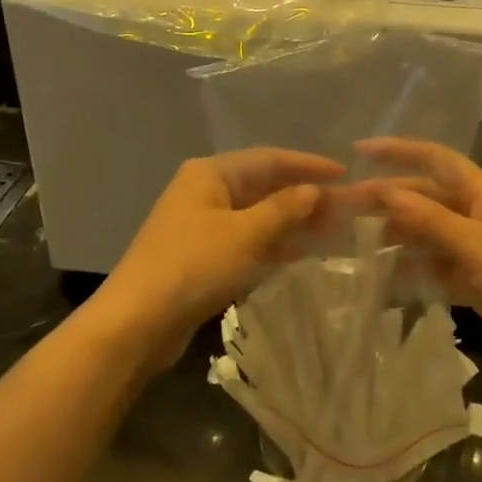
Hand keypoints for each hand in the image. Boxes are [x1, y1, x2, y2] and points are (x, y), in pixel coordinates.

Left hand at [101, 148, 343, 367]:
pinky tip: (300, 256)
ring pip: (256, 216)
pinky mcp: (200, 257)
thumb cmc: (193, 267)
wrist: (136, 323)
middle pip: (262, 186)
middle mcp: (204, 192)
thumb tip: (314, 190)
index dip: (308, 165)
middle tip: (344, 209)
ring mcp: (200, 225)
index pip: (269, 158)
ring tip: (331, 232)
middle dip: (302, 197)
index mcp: (210, 173)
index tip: (344, 174)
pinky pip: (245, 241)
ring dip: (291, 223)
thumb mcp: (245, 234)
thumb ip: (284, 209)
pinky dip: (272, 245)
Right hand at [356, 138, 481, 385]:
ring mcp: (478, 252)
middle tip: (341, 211)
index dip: (398, 151)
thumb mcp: (480, 248)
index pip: (436, 160)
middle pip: (425, 199)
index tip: (357, 150)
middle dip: (386, 200)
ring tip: (353, 247)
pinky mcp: (478, 285)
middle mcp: (477, 217)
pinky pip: (436, 270)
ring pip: (427, 236)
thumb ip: (431, 221)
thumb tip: (385, 191)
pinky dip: (413, 273)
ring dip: (395, 238)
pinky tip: (384, 282)